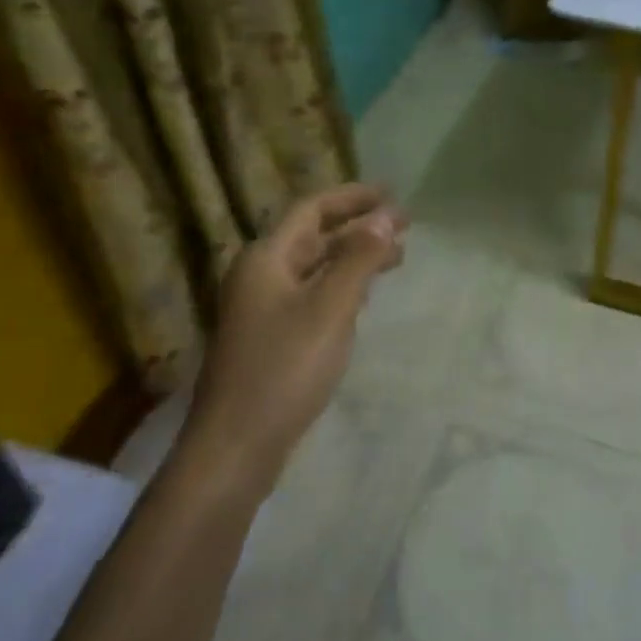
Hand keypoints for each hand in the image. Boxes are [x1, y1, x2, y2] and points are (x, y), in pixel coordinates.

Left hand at [185, 183, 405, 495]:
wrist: (236, 446)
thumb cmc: (284, 369)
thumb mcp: (330, 308)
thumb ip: (359, 259)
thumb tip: (386, 217)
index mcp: (267, 258)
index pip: (312, 209)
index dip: (353, 197)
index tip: (392, 194)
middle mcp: (261, 275)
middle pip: (314, 236)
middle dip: (359, 227)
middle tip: (405, 225)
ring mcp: (264, 308)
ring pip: (316, 267)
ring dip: (354, 256)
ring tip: (397, 257)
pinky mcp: (271, 337)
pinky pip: (313, 294)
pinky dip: (342, 285)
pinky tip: (365, 295)